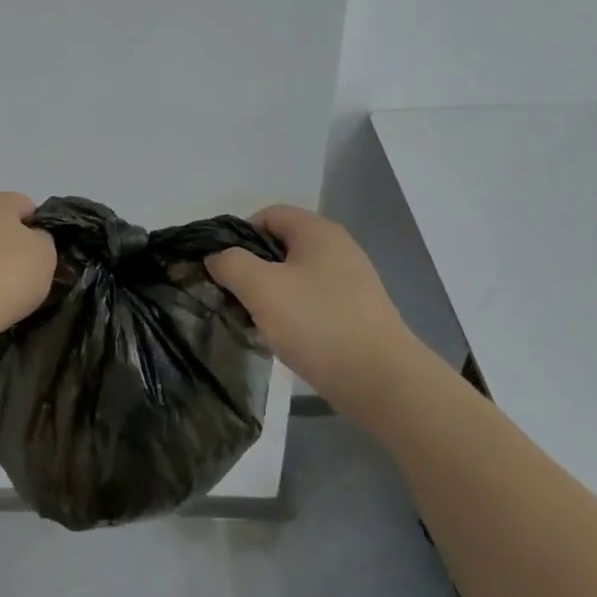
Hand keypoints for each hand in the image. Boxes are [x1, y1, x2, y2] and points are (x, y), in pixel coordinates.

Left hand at [0, 192, 56, 349]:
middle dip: (14, 250)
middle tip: (26, 280)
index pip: (28, 207)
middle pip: (1, 228)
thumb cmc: (3, 278)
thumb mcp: (45, 256)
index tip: (43, 259)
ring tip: (1, 298)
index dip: (41, 231)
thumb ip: (44, 239)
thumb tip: (29, 240)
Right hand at [206, 205, 412, 401]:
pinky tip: (285, 337)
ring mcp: (351, 281)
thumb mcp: (261, 288)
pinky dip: (293, 312)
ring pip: (295, 276)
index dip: (238, 235)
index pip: (267, 215)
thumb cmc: (317, 324)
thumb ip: (230, 263)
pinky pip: (312, 300)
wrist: (380, 381)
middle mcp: (338, 248)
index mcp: (317, 231)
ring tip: (256, 320)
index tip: (223, 268)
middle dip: (252, 268)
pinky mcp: (356, 312)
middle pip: (280, 246)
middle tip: (234, 296)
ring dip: (271, 294)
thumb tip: (216, 256)